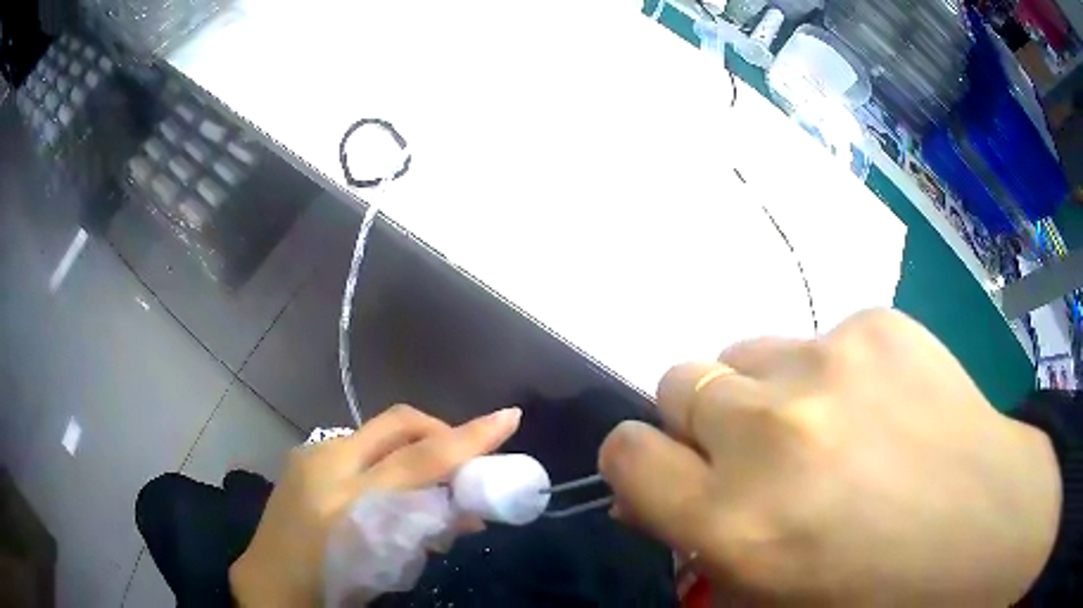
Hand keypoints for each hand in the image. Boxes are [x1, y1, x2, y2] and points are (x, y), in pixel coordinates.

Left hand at [229, 405, 520, 606]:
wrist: (271, 581)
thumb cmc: (334, 582)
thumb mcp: (388, 565)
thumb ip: (428, 530)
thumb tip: (468, 510)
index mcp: (350, 502)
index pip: (422, 460)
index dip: (469, 439)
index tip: (508, 417)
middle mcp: (328, 464)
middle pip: (399, 423)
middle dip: (441, 429)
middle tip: (462, 456)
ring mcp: (311, 453)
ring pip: (378, 431)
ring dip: (411, 446)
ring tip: (426, 478)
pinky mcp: (303, 454)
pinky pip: (358, 444)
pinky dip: (384, 456)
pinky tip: (386, 484)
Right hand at [600, 309, 1060, 604]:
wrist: (986, 528)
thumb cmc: (876, 590)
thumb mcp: (769, 597)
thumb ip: (700, 544)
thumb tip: (655, 493)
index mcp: (736, 521)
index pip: (627, 452)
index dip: (638, 460)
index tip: (668, 472)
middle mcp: (771, 432)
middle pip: (681, 381)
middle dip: (703, 420)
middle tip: (758, 453)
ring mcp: (832, 362)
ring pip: (747, 351)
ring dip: (766, 390)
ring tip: (827, 425)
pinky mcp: (878, 323)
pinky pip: (821, 337)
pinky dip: (833, 372)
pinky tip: (882, 406)